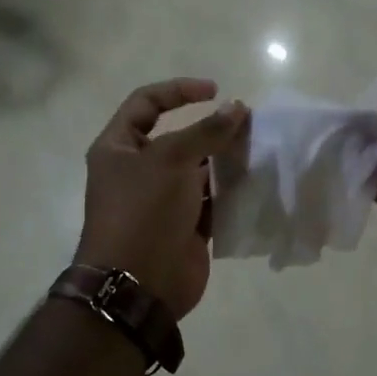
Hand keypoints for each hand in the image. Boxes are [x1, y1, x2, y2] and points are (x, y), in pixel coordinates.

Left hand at [76, 79, 247, 319]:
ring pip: (198, 171)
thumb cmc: (144, 212)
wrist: (139, 284)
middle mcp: (138, 171)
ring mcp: (162, 202)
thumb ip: (207, 132)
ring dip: (226, 162)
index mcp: (118, 148)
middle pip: (178, 138)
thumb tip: (238, 108)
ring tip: (258, 153)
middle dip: (212, 130)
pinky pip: (211, 202)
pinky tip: (256, 184)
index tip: (215, 91)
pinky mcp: (185, 227)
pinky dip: (231, 193)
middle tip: (248, 126)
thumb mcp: (171, 160)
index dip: (179, 91)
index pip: (146, 103)